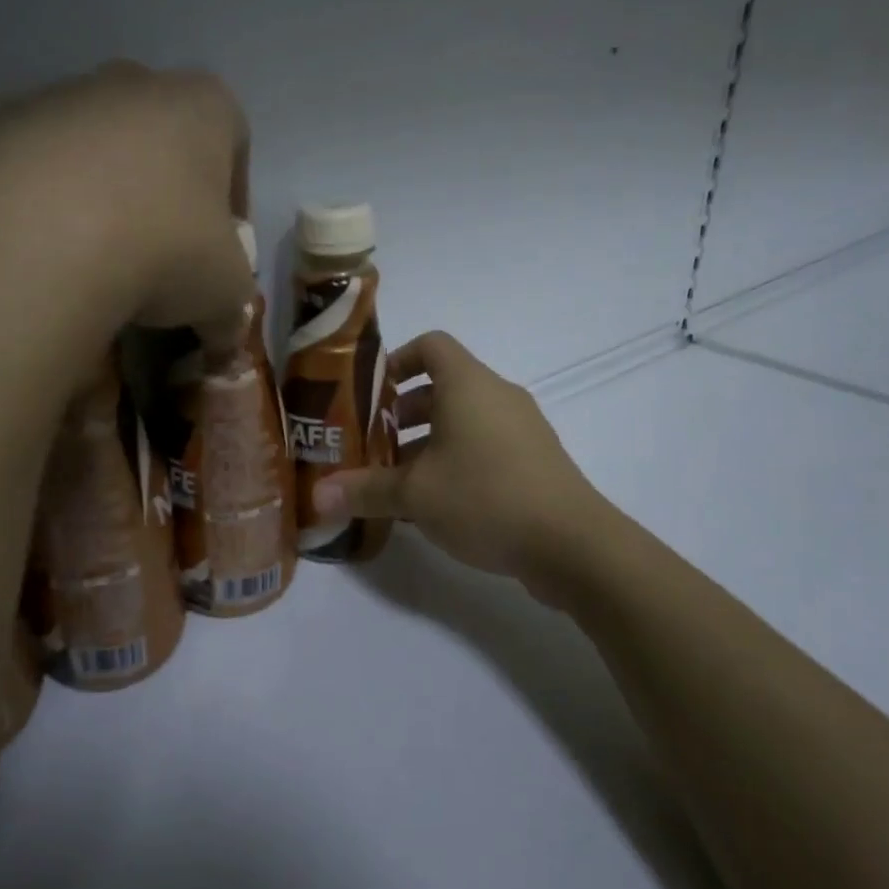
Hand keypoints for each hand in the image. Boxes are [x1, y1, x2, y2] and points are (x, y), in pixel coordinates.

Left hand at [0, 62, 253, 331]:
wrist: (40, 243)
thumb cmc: (166, 249)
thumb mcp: (225, 293)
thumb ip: (231, 308)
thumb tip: (221, 335)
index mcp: (202, 106)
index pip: (233, 140)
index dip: (232, 197)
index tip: (220, 244)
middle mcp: (132, 83)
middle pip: (159, 135)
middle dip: (163, 189)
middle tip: (160, 251)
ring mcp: (57, 97)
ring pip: (93, 147)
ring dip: (101, 193)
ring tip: (96, 260)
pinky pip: (34, 167)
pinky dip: (44, 203)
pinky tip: (45, 252)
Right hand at [312, 332, 604, 582]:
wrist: (572, 544)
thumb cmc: (485, 497)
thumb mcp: (414, 495)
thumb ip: (364, 490)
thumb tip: (316, 496)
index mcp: (468, 384)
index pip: (431, 345)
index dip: (396, 361)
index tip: (370, 395)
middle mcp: (497, 396)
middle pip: (443, 387)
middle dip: (402, 414)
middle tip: (372, 446)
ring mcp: (521, 429)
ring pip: (463, 421)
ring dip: (427, 443)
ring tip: (396, 482)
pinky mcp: (535, 461)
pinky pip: (485, 446)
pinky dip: (456, 461)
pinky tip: (435, 505)